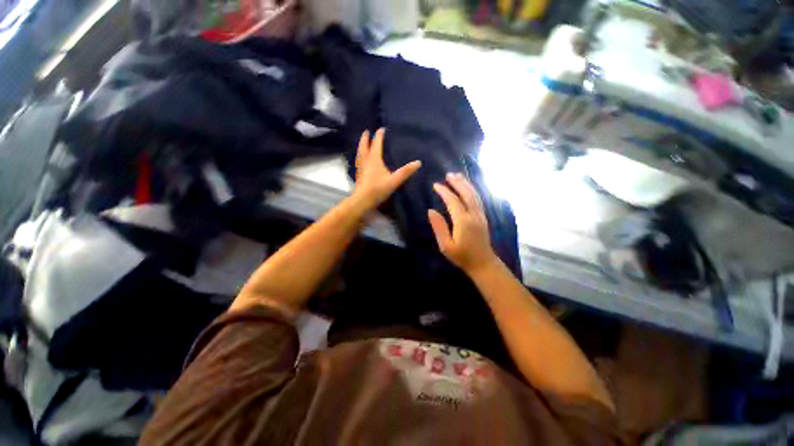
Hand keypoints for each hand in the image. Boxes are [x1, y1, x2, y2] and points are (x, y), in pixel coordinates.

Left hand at [352, 128, 420, 209]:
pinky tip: (361, 161)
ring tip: (362, 144)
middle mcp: (366, 161)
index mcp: (374, 159)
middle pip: (365, 146)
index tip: (381, 129)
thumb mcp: (394, 180)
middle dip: (366, 138)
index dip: (379, 136)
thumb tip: (418, 162)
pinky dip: (360, 157)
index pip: (376, 144)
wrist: (362, 200)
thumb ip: (405, 172)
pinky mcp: (359, 175)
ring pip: (360, 154)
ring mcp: (361, 168)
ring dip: (361, 146)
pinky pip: (359, 161)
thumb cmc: (378, 188)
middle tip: (366, 132)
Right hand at [429, 173, 498, 273]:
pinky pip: (477, 200)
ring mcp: (480, 215)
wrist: (483, 264)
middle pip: (466, 194)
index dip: (444, 191)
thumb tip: (431, 211)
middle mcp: (474, 215)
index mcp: (463, 221)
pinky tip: (467, 188)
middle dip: (457, 183)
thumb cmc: (462, 256)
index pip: (453, 201)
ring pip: (474, 195)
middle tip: (449, 174)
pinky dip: (471, 191)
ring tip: (458, 176)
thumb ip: (439, 227)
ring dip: (466, 184)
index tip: (436, 185)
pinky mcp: (483, 218)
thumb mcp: (446, 245)